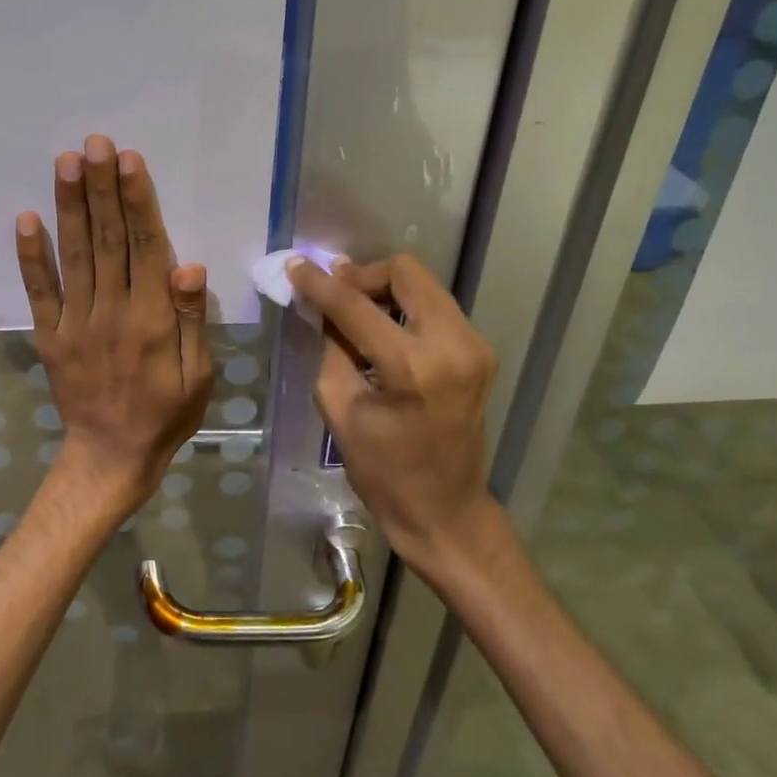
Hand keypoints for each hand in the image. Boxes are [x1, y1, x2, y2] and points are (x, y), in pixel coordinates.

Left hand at [16, 135, 214, 516]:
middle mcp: (111, 311)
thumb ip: (190, 320)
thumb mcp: (198, 374)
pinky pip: (39, 292)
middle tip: (96, 143)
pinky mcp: (49, 336)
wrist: (112, 456)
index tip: (129, 161)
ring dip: (70, 207)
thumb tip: (187, 266)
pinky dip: (31, 256)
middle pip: (107, 240)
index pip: (145, 248)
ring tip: (67, 162)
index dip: (137, 202)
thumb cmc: (166, 413)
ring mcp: (75, 322)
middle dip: (102, 189)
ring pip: (74, 256)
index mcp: (151, 318)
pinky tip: (25, 219)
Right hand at [287, 254, 503, 574]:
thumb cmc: (382, 471)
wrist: (444, 510)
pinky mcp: (480, 352)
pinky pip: (436, 307)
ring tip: (355, 311)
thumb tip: (323, 306)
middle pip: (406, 273)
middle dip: (363, 275)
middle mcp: (453, 345)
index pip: (356, 306)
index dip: (320, 283)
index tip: (296, 266)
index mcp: (412, 368)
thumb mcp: (339, 408)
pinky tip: (384, 328)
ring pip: (424, 285)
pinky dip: (405, 307)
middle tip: (334, 292)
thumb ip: (331, 347)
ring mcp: (474, 346)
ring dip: (385, 289)